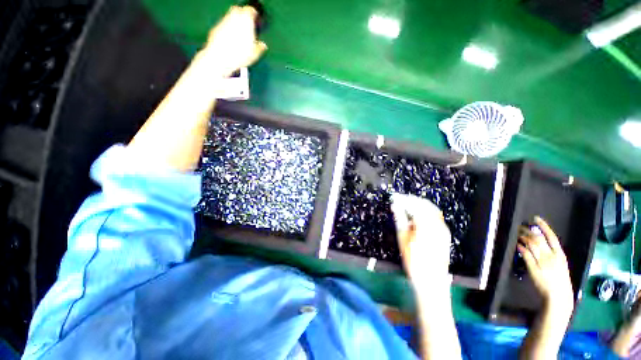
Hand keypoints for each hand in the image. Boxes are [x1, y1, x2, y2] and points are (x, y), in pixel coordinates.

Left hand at [203, 6, 267, 76]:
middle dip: (242, 14)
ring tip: (239, 33)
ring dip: (235, 22)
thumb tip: (263, 45)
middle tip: (246, 22)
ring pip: (230, 16)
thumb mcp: (254, 54)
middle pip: (238, 10)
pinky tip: (230, 39)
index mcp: (246, 21)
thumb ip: (260, 47)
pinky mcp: (216, 28)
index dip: (253, 14)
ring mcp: (224, 22)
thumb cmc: (239, 55)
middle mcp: (234, 17)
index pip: (250, 10)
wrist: (221, 57)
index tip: (255, 18)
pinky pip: (224, 25)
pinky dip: (227, 29)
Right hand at [390, 193, 451, 291]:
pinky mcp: (444, 234)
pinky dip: (425, 212)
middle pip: (424, 204)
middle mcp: (438, 224)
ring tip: (406, 205)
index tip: (393, 197)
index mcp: (427, 224)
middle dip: (411, 199)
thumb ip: (400, 219)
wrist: (431, 282)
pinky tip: (416, 215)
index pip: (414, 205)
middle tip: (399, 199)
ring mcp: (443, 229)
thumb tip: (394, 205)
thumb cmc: (414, 261)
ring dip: (418, 204)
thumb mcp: (403, 239)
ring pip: (431, 209)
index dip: (403, 199)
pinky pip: (435, 216)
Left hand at [517, 217, 573, 316]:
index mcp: (560, 255)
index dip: (544, 226)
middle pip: (538, 239)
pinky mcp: (534, 268)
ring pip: (531, 245)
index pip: (552, 237)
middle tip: (520, 226)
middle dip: (528, 230)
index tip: (536, 218)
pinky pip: (526, 255)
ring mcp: (542, 262)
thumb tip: (540, 241)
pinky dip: (521, 248)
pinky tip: (517, 244)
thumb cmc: (560, 280)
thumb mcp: (560, 264)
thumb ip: (552, 253)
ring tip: (517, 234)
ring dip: (523, 237)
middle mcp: (551, 257)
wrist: (559, 296)